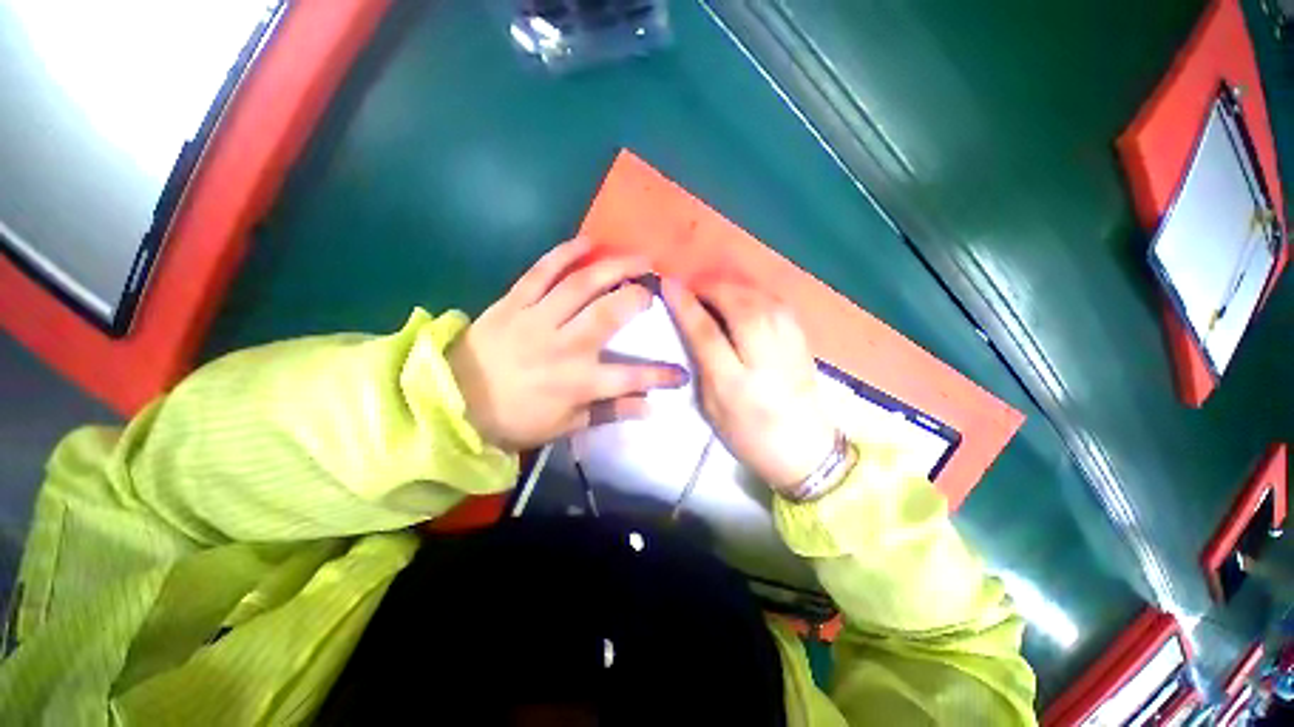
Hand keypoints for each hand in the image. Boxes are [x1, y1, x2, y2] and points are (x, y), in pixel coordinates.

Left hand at [447, 237, 686, 452]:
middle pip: (609, 314)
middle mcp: (563, 346)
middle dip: (639, 297)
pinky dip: (565, 253)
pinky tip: (588, 241)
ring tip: (638, 258)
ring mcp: (537, 319)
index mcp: (576, 382)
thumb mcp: (565, 426)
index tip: (682, 371)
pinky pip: (542, 271)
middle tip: (656, 287)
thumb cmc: (514, 419)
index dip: (660, 375)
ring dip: (615, 267)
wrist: (453, 402)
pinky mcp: (514, 302)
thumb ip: (608, 413)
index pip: (631, 378)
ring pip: (582, 285)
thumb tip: (648, 408)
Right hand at [663, 279, 837, 493]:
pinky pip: (779, 305)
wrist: (806, 450)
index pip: (707, 334)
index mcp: (734, 385)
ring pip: (762, 301)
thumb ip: (702, 367)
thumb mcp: (712, 408)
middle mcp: (764, 361)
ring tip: (716, 290)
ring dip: (734, 287)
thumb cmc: (748, 436)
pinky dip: (757, 293)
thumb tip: (693, 329)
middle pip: (740, 308)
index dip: (686, 306)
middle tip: (695, 287)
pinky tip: (745, 296)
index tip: (669, 285)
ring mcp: (789, 349)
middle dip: (713, 288)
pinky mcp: (804, 343)